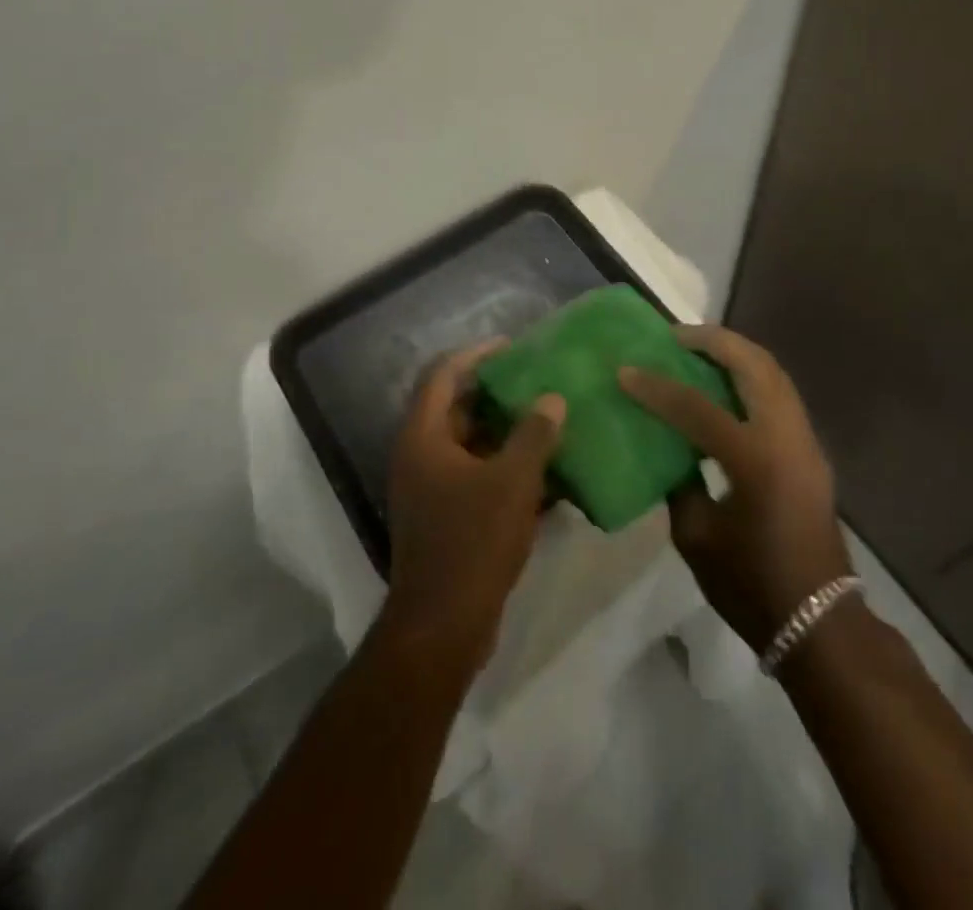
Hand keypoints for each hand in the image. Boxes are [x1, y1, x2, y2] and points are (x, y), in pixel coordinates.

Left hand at [383, 339, 564, 675]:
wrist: (443, 627)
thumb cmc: (473, 542)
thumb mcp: (512, 481)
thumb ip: (534, 434)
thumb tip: (552, 399)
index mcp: (423, 438)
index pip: (443, 376)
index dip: (476, 354)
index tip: (512, 345)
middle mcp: (420, 457)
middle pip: (457, 408)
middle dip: (497, 392)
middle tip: (537, 379)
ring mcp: (431, 489)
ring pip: (471, 444)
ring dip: (506, 431)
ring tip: (548, 417)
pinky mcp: (446, 517)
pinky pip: (478, 476)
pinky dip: (506, 468)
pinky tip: (547, 471)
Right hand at [620, 325, 851, 654]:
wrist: (820, 620)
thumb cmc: (752, 586)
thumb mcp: (697, 539)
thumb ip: (679, 483)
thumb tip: (668, 449)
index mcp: (754, 460)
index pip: (696, 407)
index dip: (656, 387)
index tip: (626, 370)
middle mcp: (786, 437)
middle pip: (754, 365)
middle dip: (713, 341)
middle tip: (676, 336)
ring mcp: (805, 440)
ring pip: (773, 372)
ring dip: (736, 353)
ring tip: (698, 349)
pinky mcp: (811, 449)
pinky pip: (780, 392)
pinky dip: (751, 375)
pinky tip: (724, 384)